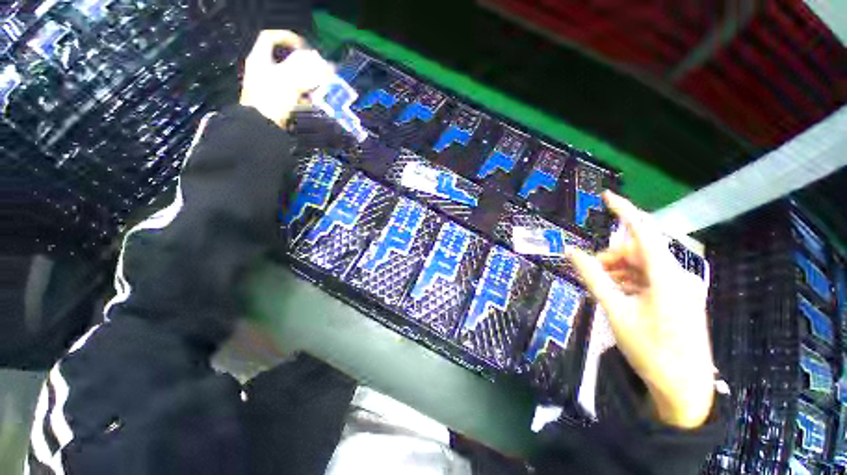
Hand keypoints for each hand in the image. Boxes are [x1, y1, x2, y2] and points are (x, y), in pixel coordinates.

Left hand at [240, 30, 334, 126]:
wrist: (262, 128)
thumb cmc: (272, 99)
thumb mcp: (291, 80)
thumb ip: (309, 71)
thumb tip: (326, 65)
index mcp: (260, 59)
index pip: (271, 38)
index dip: (288, 38)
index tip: (304, 47)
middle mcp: (263, 71)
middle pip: (284, 61)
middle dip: (303, 65)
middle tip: (317, 70)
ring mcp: (269, 88)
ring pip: (290, 79)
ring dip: (306, 82)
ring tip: (319, 87)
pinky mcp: (276, 103)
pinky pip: (292, 95)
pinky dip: (303, 97)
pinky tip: (312, 102)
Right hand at [567, 192, 714, 428]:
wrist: (683, 387)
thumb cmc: (649, 349)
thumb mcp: (615, 311)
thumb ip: (593, 277)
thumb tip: (571, 252)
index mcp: (665, 276)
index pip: (643, 231)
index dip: (624, 210)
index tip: (606, 196)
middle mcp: (677, 275)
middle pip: (639, 250)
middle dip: (612, 255)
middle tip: (592, 270)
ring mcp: (680, 287)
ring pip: (643, 264)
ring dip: (619, 269)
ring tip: (603, 286)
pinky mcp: (678, 297)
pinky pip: (650, 277)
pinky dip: (629, 279)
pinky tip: (618, 293)